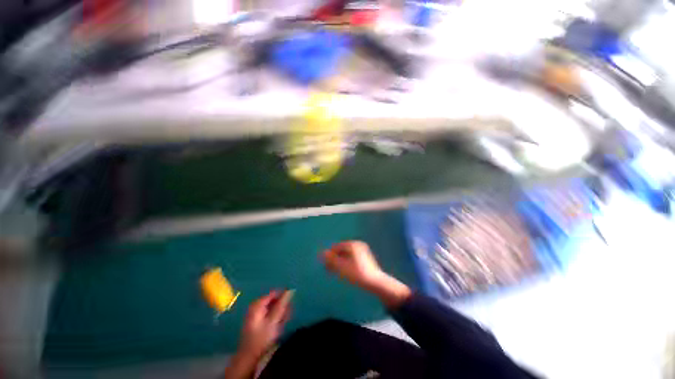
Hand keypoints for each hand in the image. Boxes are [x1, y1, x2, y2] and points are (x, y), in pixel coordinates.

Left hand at [239, 290, 291, 358]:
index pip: (274, 293)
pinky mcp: (257, 323)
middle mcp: (255, 307)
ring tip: (285, 321)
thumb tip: (290, 290)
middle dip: (282, 306)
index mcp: (258, 304)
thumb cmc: (261, 338)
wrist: (248, 358)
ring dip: (280, 313)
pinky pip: (269, 315)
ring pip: (272, 309)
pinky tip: (280, 324)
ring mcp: (255, 315)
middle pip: (273, 301)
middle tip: (288, 314)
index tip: (291, 303)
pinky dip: (276, 318)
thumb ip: (282, 305)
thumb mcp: (274, 320)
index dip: (284, 297)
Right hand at [322, 241, 385, 289]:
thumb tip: (322, 253)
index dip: (329, 256)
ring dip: (339, 262)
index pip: (336, 247)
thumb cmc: (357, 274)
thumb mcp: (341, 267)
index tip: (326, 266)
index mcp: (352, 244)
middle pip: (341, 250)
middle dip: (334, 259)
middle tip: (330, 270)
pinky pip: (351, 257)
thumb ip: (331, 259)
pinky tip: (345, 271)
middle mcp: (357, 244)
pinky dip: (346, 263)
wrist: (375, 282)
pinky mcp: (364, 257)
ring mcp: (362, 250)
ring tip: (337, 272)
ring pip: (346, 254)